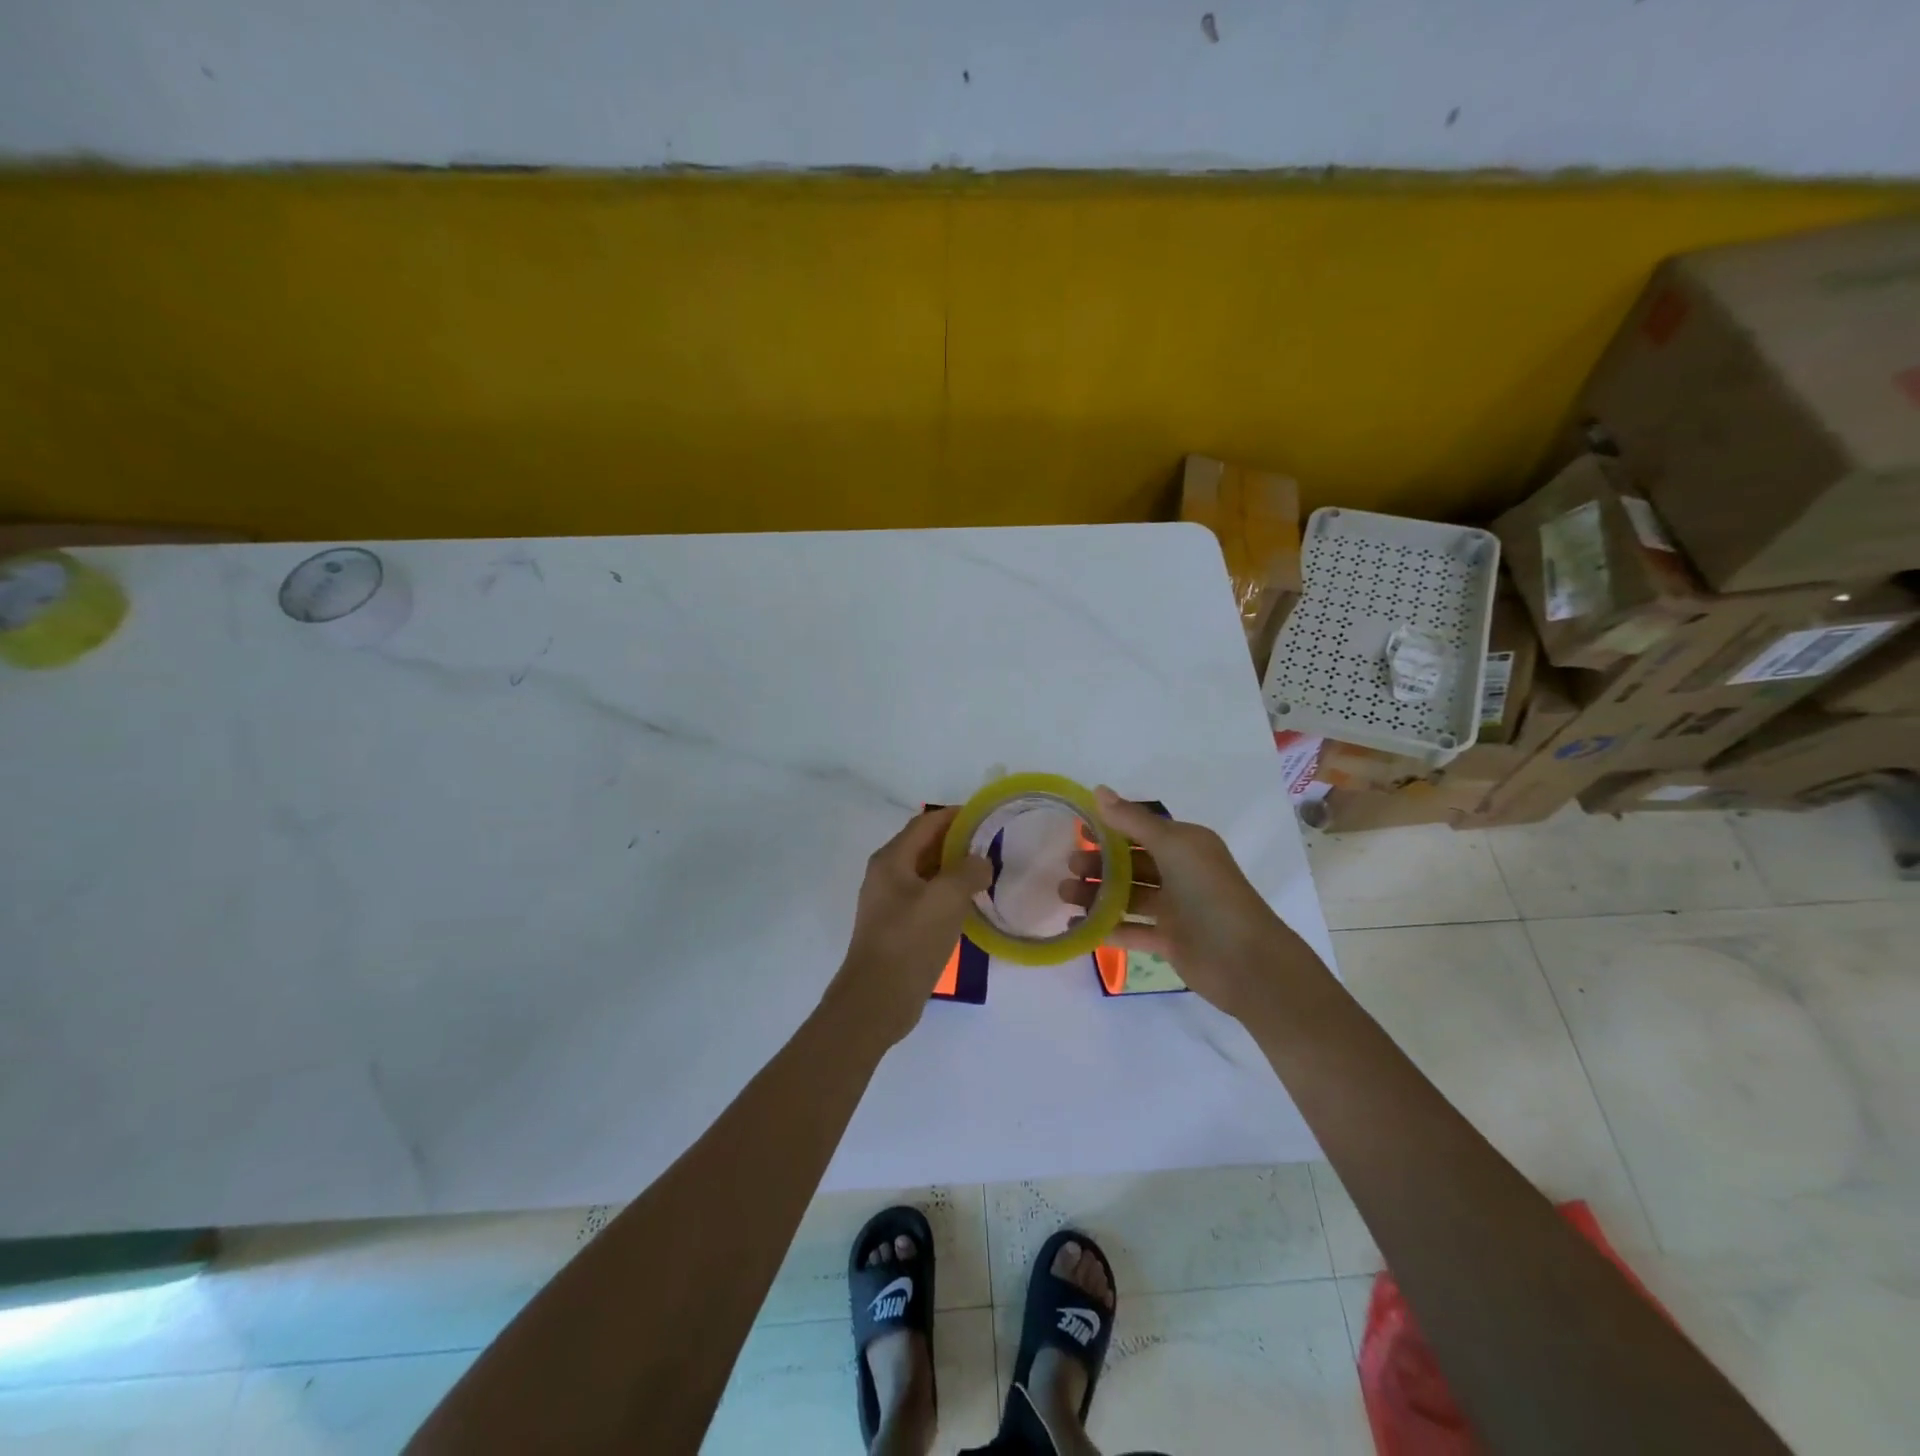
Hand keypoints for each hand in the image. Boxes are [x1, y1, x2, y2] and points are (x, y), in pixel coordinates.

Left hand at [829, 807, 993, 1045]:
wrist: (877, 999)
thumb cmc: (910, 941)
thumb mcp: (946, 899)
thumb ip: (968, 871)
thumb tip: (981, 863)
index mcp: (891, 860)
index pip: (926, 823)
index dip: (956, 816)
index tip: (987, 816)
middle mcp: (887, 875)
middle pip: (926, 846)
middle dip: (959, 842)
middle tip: (994, 845)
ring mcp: (891, 903)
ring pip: (928, 874)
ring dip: (955, 870)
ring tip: (989, 873)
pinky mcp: (898, 927)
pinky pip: (927, 899)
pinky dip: (949, 895)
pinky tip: (972, 905)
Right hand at [1060, 786, 1324, 1021]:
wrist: (1245, 960)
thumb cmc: (1209, 892)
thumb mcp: (1172, 846)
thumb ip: (1133, 821)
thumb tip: (1098, 790)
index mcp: (1186, 845)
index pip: (1141, 830)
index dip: (1110, 829)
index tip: (1077, 831)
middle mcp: (1181, 873)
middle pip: (1131, 864)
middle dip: (1099, 864)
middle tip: (1069, 868)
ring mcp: (1175, 909)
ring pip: (1128, 896)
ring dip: (1097, 894)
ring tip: (1064, 896)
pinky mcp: (1169, 940)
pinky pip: (1131, 929)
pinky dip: (1106, 927)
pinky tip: (1078, 927)